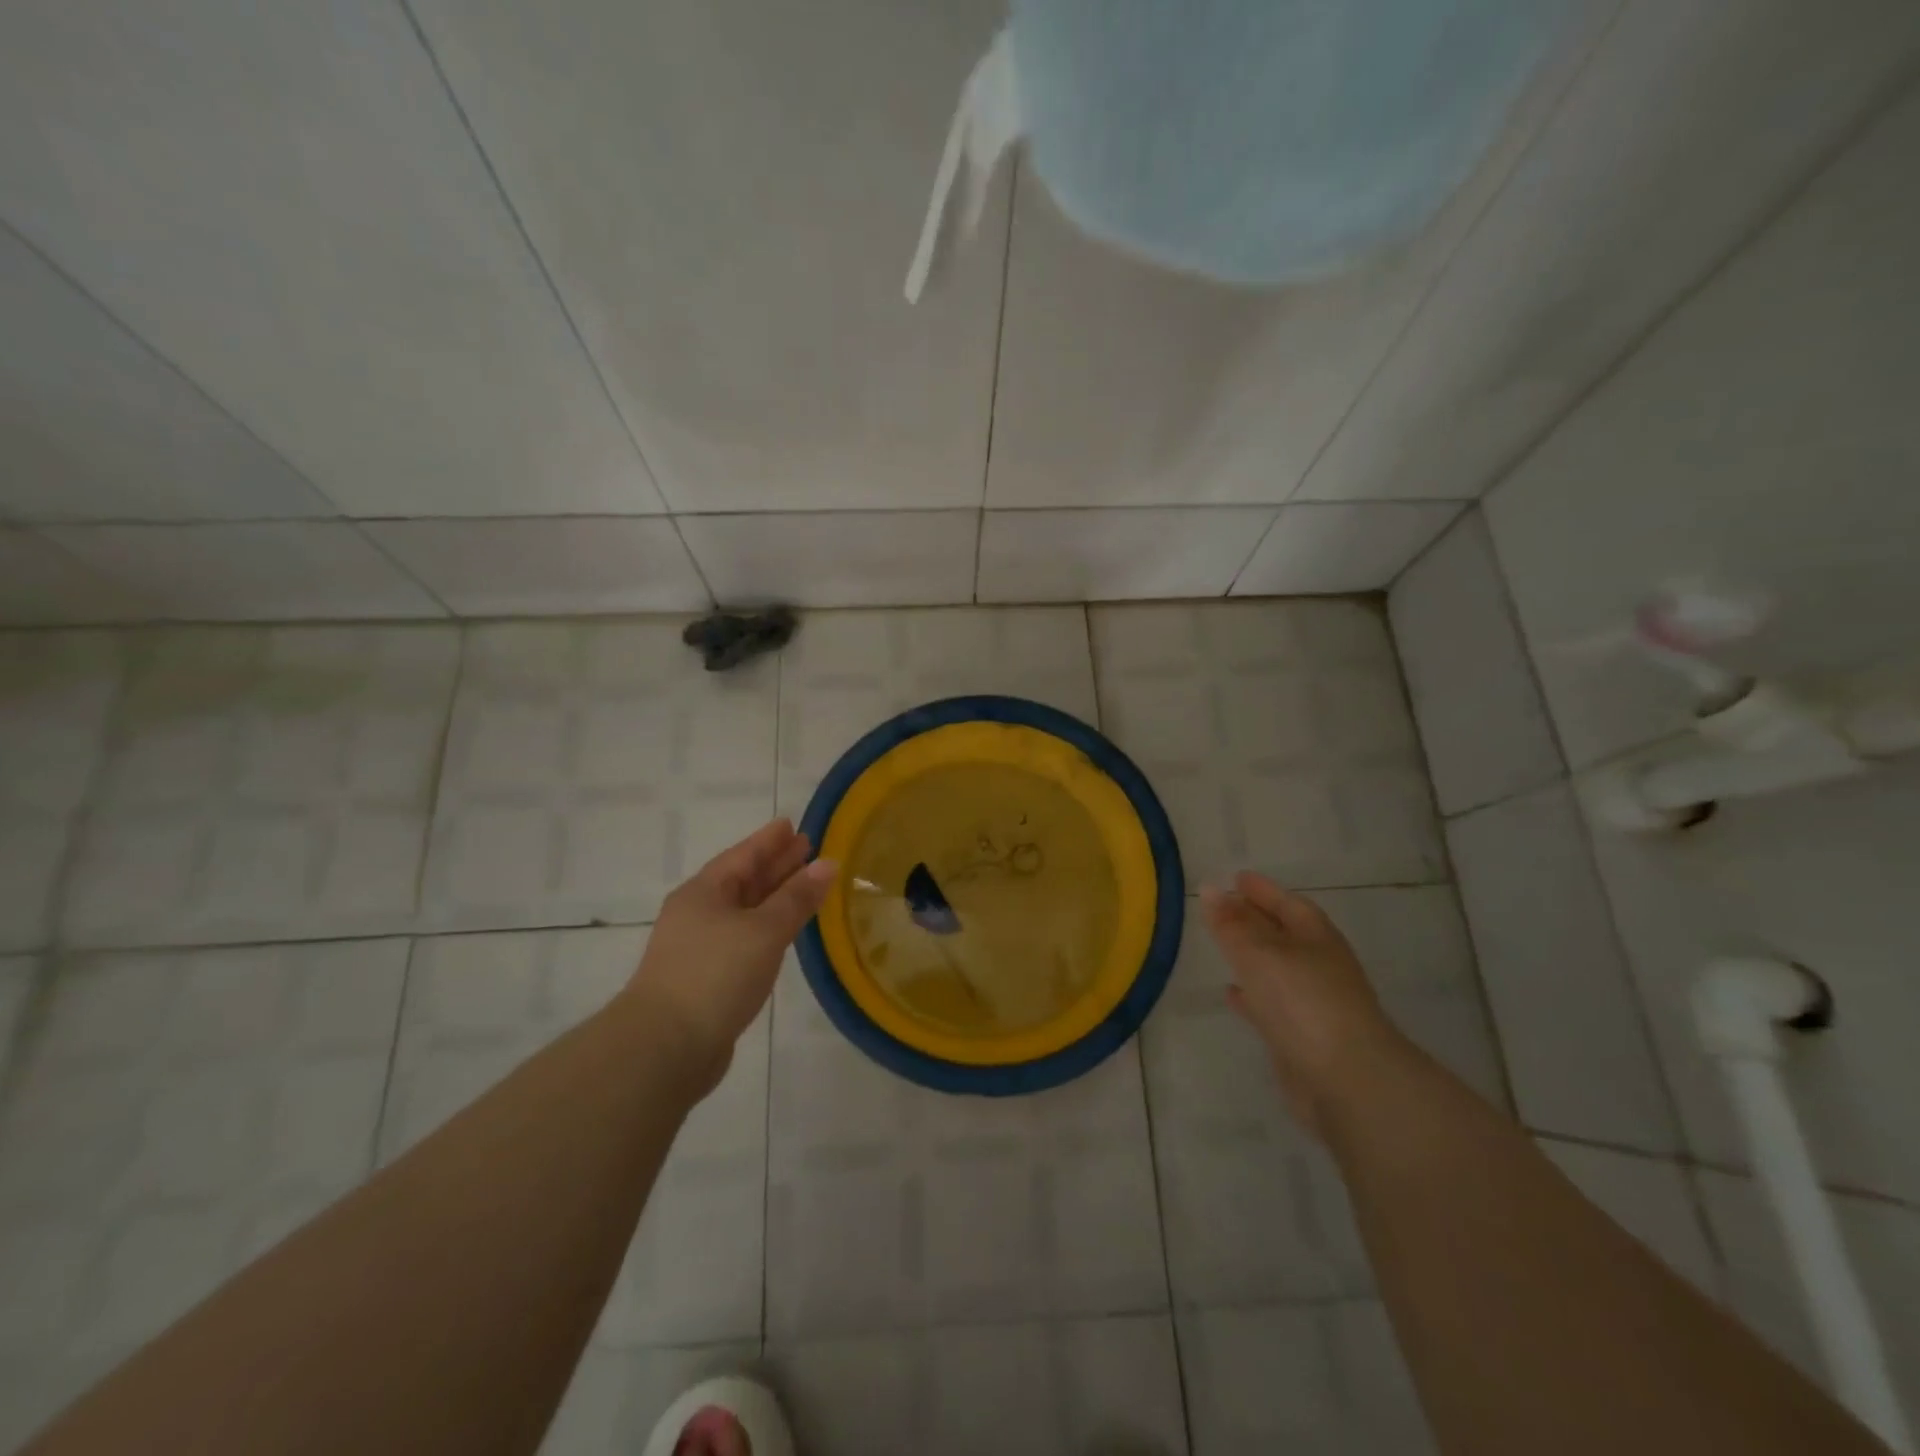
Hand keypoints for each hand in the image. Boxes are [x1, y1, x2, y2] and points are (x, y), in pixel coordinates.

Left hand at [627, 819, 836, 1093]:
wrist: (665, 1048)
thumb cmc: (715, 975)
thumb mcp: (764, 930)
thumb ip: (797, 898)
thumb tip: (828, 864)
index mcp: (705, 892)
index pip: (744, 855)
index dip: (770, 840)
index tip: (794, 824)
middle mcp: (699, 913)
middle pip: (743, 880)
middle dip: (775, 865)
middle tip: (807, 849)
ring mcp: (700, 947)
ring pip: (744, 911)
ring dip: (774, 897)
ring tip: (804, 886)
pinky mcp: (707, 978)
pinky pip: (744, 938)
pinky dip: (767, 928)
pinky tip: (783, 931)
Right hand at [1201, 872, 1405, 1136]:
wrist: (1348, 1082)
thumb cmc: (1303, 1002)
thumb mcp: (1259, 954)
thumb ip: (1231, 924)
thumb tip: (1209, 888)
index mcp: (1317, 938)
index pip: (1288, 903)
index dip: (1262, 890)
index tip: (1235, 878)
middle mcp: (1319, 966)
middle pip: (1283, 934)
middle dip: (1255, 919)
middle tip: (1222, 907)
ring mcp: (1314, 1003)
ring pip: (1277, 969)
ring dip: (1252, 957)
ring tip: (1221, 946)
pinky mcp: (1303, 1037)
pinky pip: (1272, 1004)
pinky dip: (1252, 995)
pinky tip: (1231, 994)